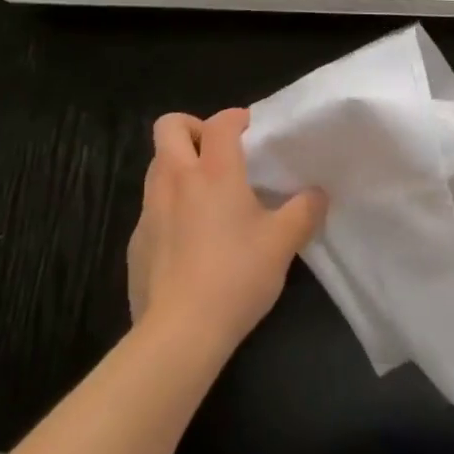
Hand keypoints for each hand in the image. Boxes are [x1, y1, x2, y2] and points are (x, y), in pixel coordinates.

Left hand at [126, 108, 326, 351]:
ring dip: (177, 167)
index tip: (251, 131)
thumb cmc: (235, 276)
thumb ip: (303, 212)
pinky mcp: (135, 243)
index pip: (220, 122)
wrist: (178, 335)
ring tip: (202, 195)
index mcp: (214, 171)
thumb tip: (318, 194)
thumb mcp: (282, 244)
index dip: (236, 118)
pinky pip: (149, 209)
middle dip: (192, 128)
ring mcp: (149, 210)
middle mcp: (176, 179)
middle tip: (215, 153)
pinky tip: (186, 242)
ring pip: (156, 165)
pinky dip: (166, 209)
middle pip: (169, 127)